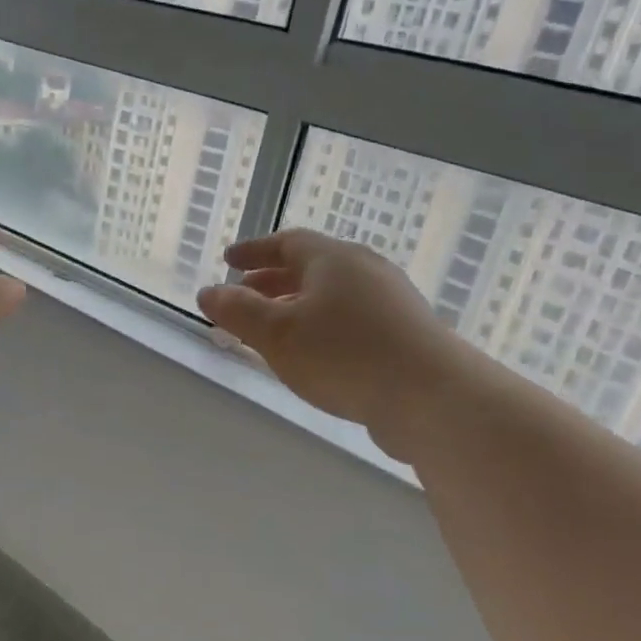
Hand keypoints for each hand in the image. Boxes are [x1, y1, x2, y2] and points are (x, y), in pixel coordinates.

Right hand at [198, 229, 480, 460]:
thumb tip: (208, 292)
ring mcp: (391, 303)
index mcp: (334, 259)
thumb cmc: (344, 355)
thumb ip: (237, 311)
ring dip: (296, 307)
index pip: (287, 242)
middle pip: (311, 267)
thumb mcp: (277, 333)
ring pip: (331, 296)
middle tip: (244, 297)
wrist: (432, 398)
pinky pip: (350, 320)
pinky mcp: (405, 335)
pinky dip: (321, 327)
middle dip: (272, 281)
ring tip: (272, 331)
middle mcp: (365, 271)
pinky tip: (313, 356)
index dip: (254, 251)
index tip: (229, 260)